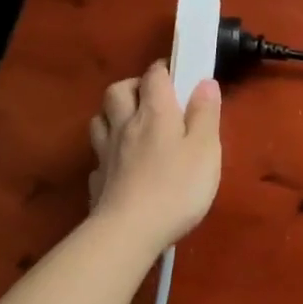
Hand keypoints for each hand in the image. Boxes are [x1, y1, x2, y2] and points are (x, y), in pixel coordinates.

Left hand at [87, 61, 222, 254]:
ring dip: (113, 114)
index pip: (154, 75)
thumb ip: (205, 113)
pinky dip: (108, 152)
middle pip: (117, 90)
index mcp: (155, 112)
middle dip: (133, 86)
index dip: (164, 69)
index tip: (177, 75)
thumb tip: (205, 82)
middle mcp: (125, 125)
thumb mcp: (205, 149)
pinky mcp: (97, 181)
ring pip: (100, 119)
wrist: (128, 233)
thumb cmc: (176, 187)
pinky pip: (98, 155)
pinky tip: (120, 165)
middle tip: (152, 99)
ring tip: (131, 125)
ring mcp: (106, 153)